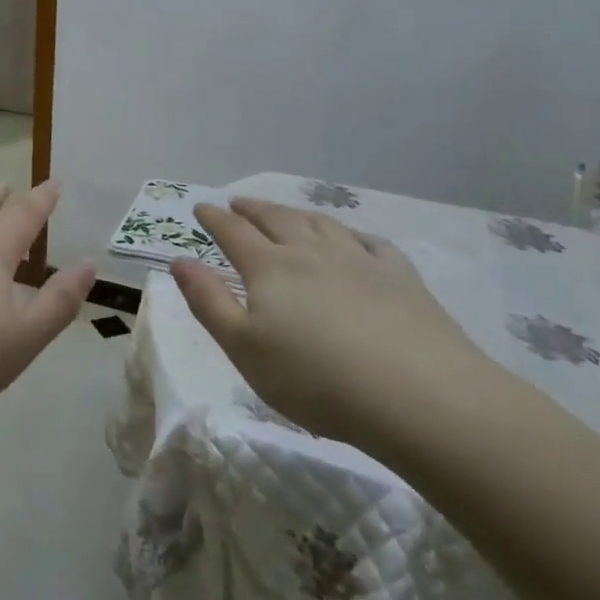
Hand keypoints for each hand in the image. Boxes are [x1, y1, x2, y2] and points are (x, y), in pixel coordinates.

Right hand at [170, 198, 492, 452]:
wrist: (420, 397)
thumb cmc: (317, 381)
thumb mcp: (245, 349)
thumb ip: (209, 302)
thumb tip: (180, 260)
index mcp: (270, 268)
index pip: (233, 232)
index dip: (214, 218)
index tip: (201, 207)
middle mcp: (311, 252)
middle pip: (276, 219)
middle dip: (252, 209)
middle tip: (238, 202)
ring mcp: (359, 260)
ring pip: (320, 224)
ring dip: (296, 214)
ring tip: (286, 213)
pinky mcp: (401, 277)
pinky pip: (369, 242)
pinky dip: (351, 234)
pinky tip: (352, 240)